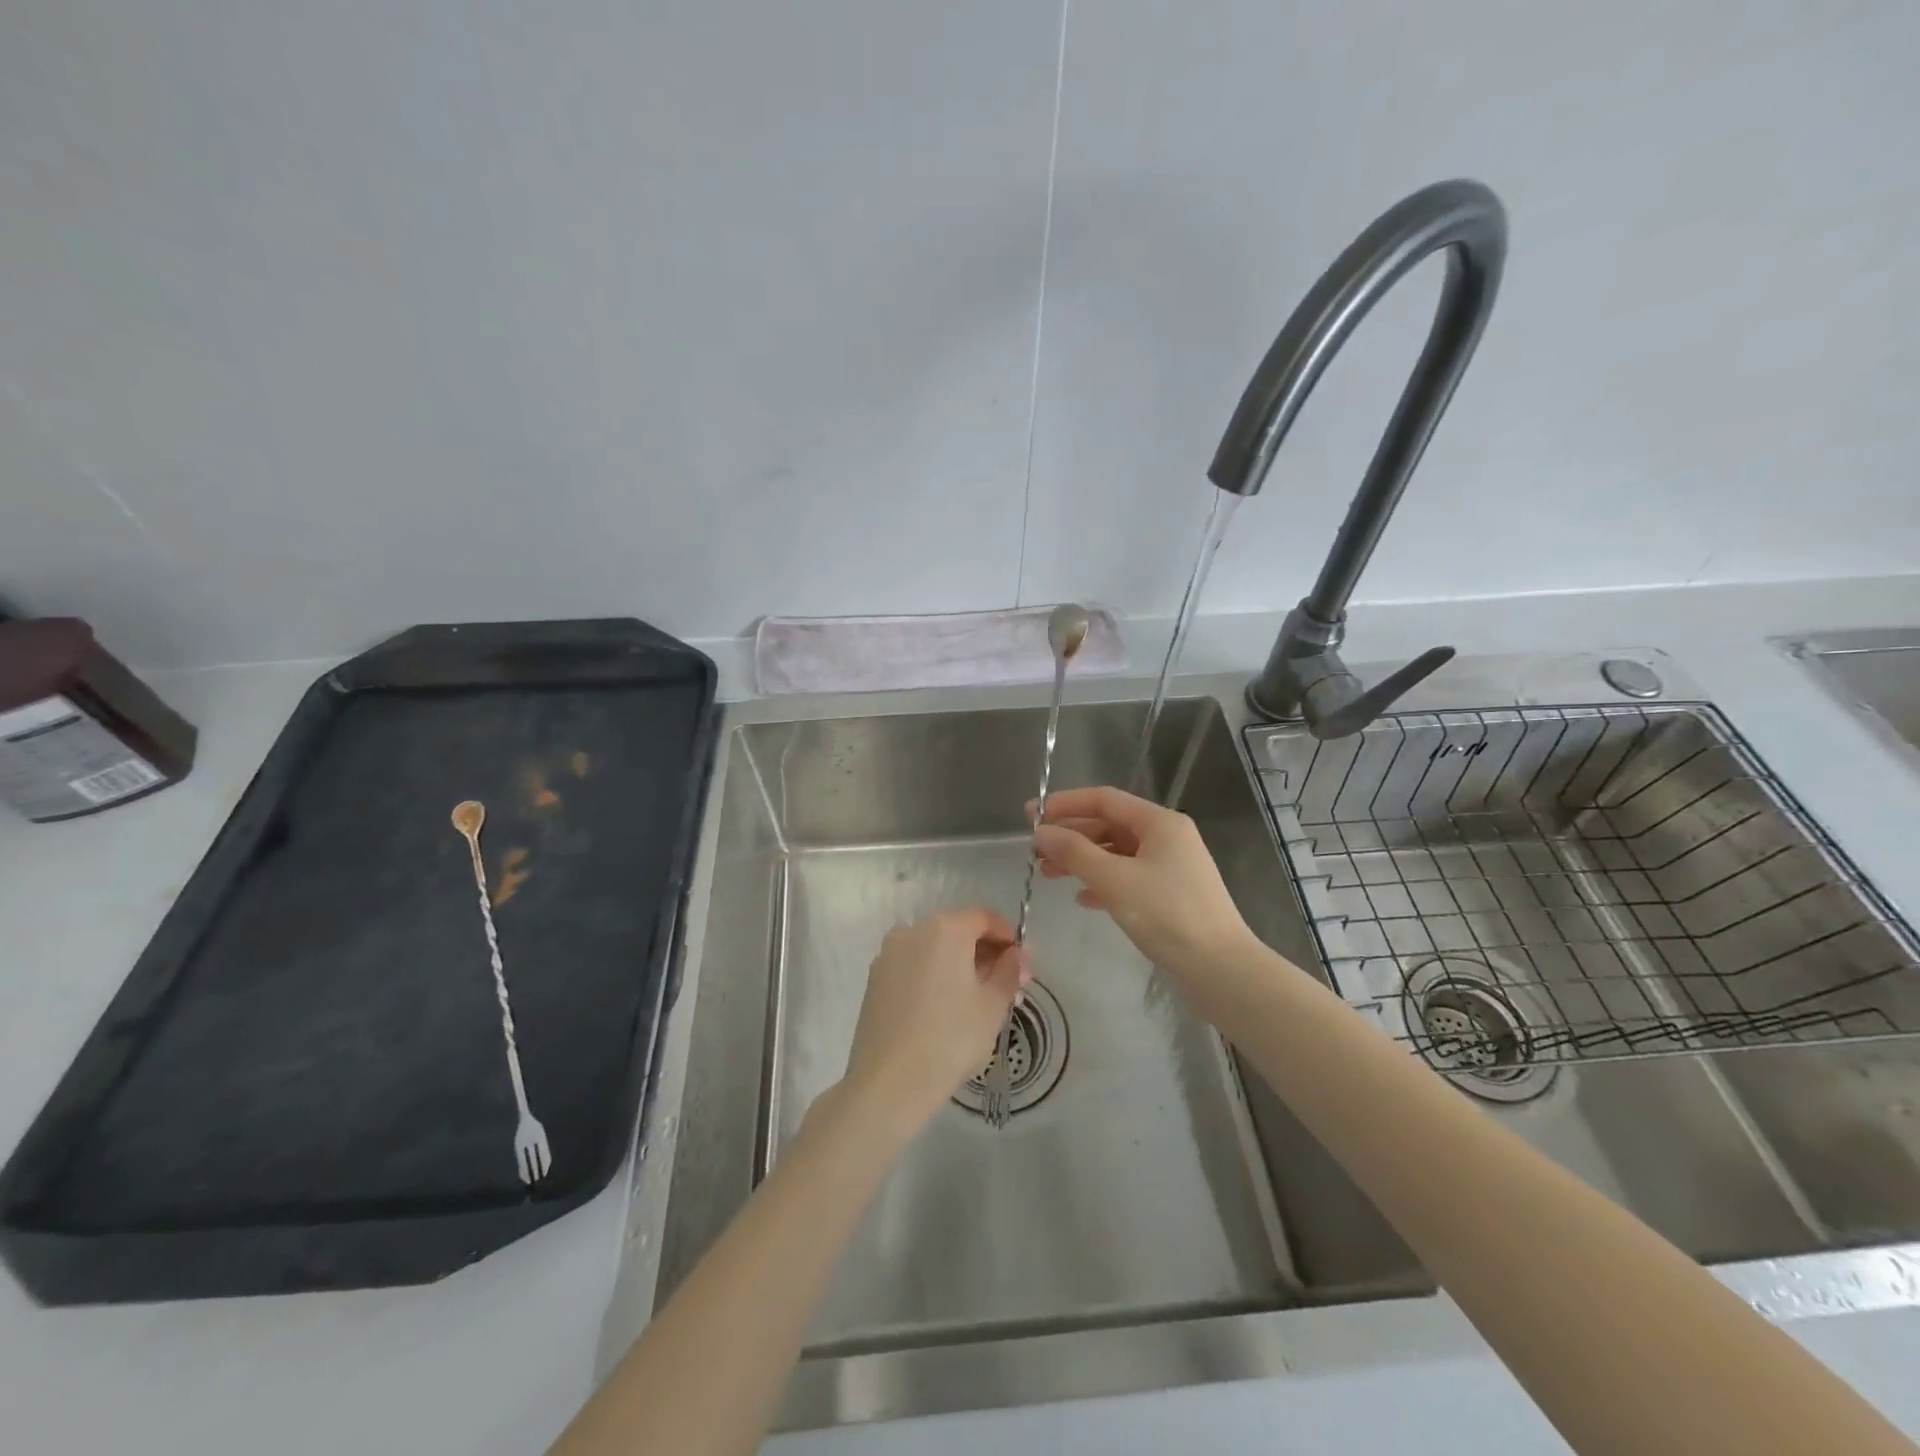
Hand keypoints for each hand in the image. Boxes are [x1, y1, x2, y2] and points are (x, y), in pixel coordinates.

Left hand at [841, 908, 1028, 1128]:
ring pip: (934, 949)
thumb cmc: (950, 1038)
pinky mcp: (874, 978)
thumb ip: (1010, 971)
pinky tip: (943, 1008)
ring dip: (959, 964)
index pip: (985, 918)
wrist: (889, 1082)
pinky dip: (933, 975)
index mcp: (945, 929)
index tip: (1021, 965)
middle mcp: (913, 930)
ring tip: (976, 1000)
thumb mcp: (993, 1005)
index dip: (1008, 937)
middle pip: (957, 930)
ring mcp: (888, 954)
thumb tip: (1018, 954)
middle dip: (984, 953)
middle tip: (1005, 986)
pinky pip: (913, 965)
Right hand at [1032, 786, 1259, 994]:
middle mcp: (1167, 837)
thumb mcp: (1114, 880)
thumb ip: (1074, 852)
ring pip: (1116, 853)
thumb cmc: (1167, 915)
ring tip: (1048, 874)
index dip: (1066, 804)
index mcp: (1159, 823)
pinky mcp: (1170, 895)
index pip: (1105, 799)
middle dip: (1071, 835)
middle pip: (1109, 825)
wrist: (1220, 969)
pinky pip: (1128, 877)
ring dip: (1082, 860)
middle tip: (1035, 849)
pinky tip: (1082, 898)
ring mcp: (1170, 867)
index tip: (1032, 815)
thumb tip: (1040, 832)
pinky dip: (1102, 882)